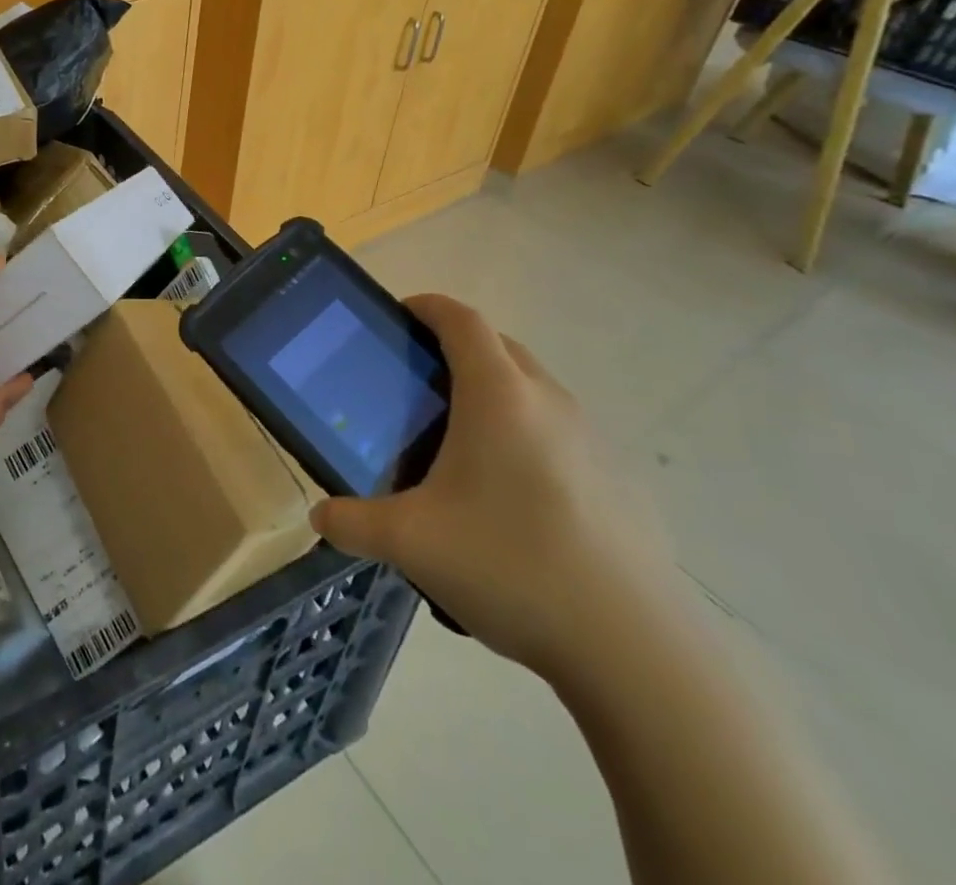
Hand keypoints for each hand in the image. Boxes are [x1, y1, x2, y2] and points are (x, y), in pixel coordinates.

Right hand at [311, 295, 680, 684]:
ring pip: (533, 388)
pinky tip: (512, 498)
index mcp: (498, 395)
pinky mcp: (619, 479)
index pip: (461, 319)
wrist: (634, 649)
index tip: (398, 316)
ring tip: (460, 442)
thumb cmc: (511, 565)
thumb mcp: (411, 543)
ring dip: (495, 392)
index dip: (427, 306)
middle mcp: (549, 401)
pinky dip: (528, 434)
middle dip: (456, 347)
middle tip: (418, 383)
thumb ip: (353, 523)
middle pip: (499, 345)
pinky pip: (561, 431)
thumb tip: (320, 519)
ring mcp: (592, 439)